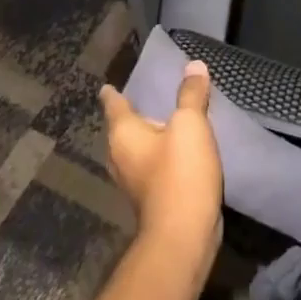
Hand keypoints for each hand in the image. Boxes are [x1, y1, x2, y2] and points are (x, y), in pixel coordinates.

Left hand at [99, 63, 223, 270]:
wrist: (184, 234)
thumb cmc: (179, 172)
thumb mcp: (190, 125)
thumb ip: (191, 94)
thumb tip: (194, 65)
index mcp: (124, 134)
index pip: (114, 105)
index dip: (112, 94)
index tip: (107, 86)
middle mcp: (121, 157)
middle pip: (122, 130)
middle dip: (130, 117)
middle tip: (141, 100)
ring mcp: (134, 181)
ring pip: (136, 151)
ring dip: (148, 138)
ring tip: (162, 124)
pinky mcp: (150, 198)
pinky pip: (152, 168)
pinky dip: (160, 157)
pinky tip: (176, 154)